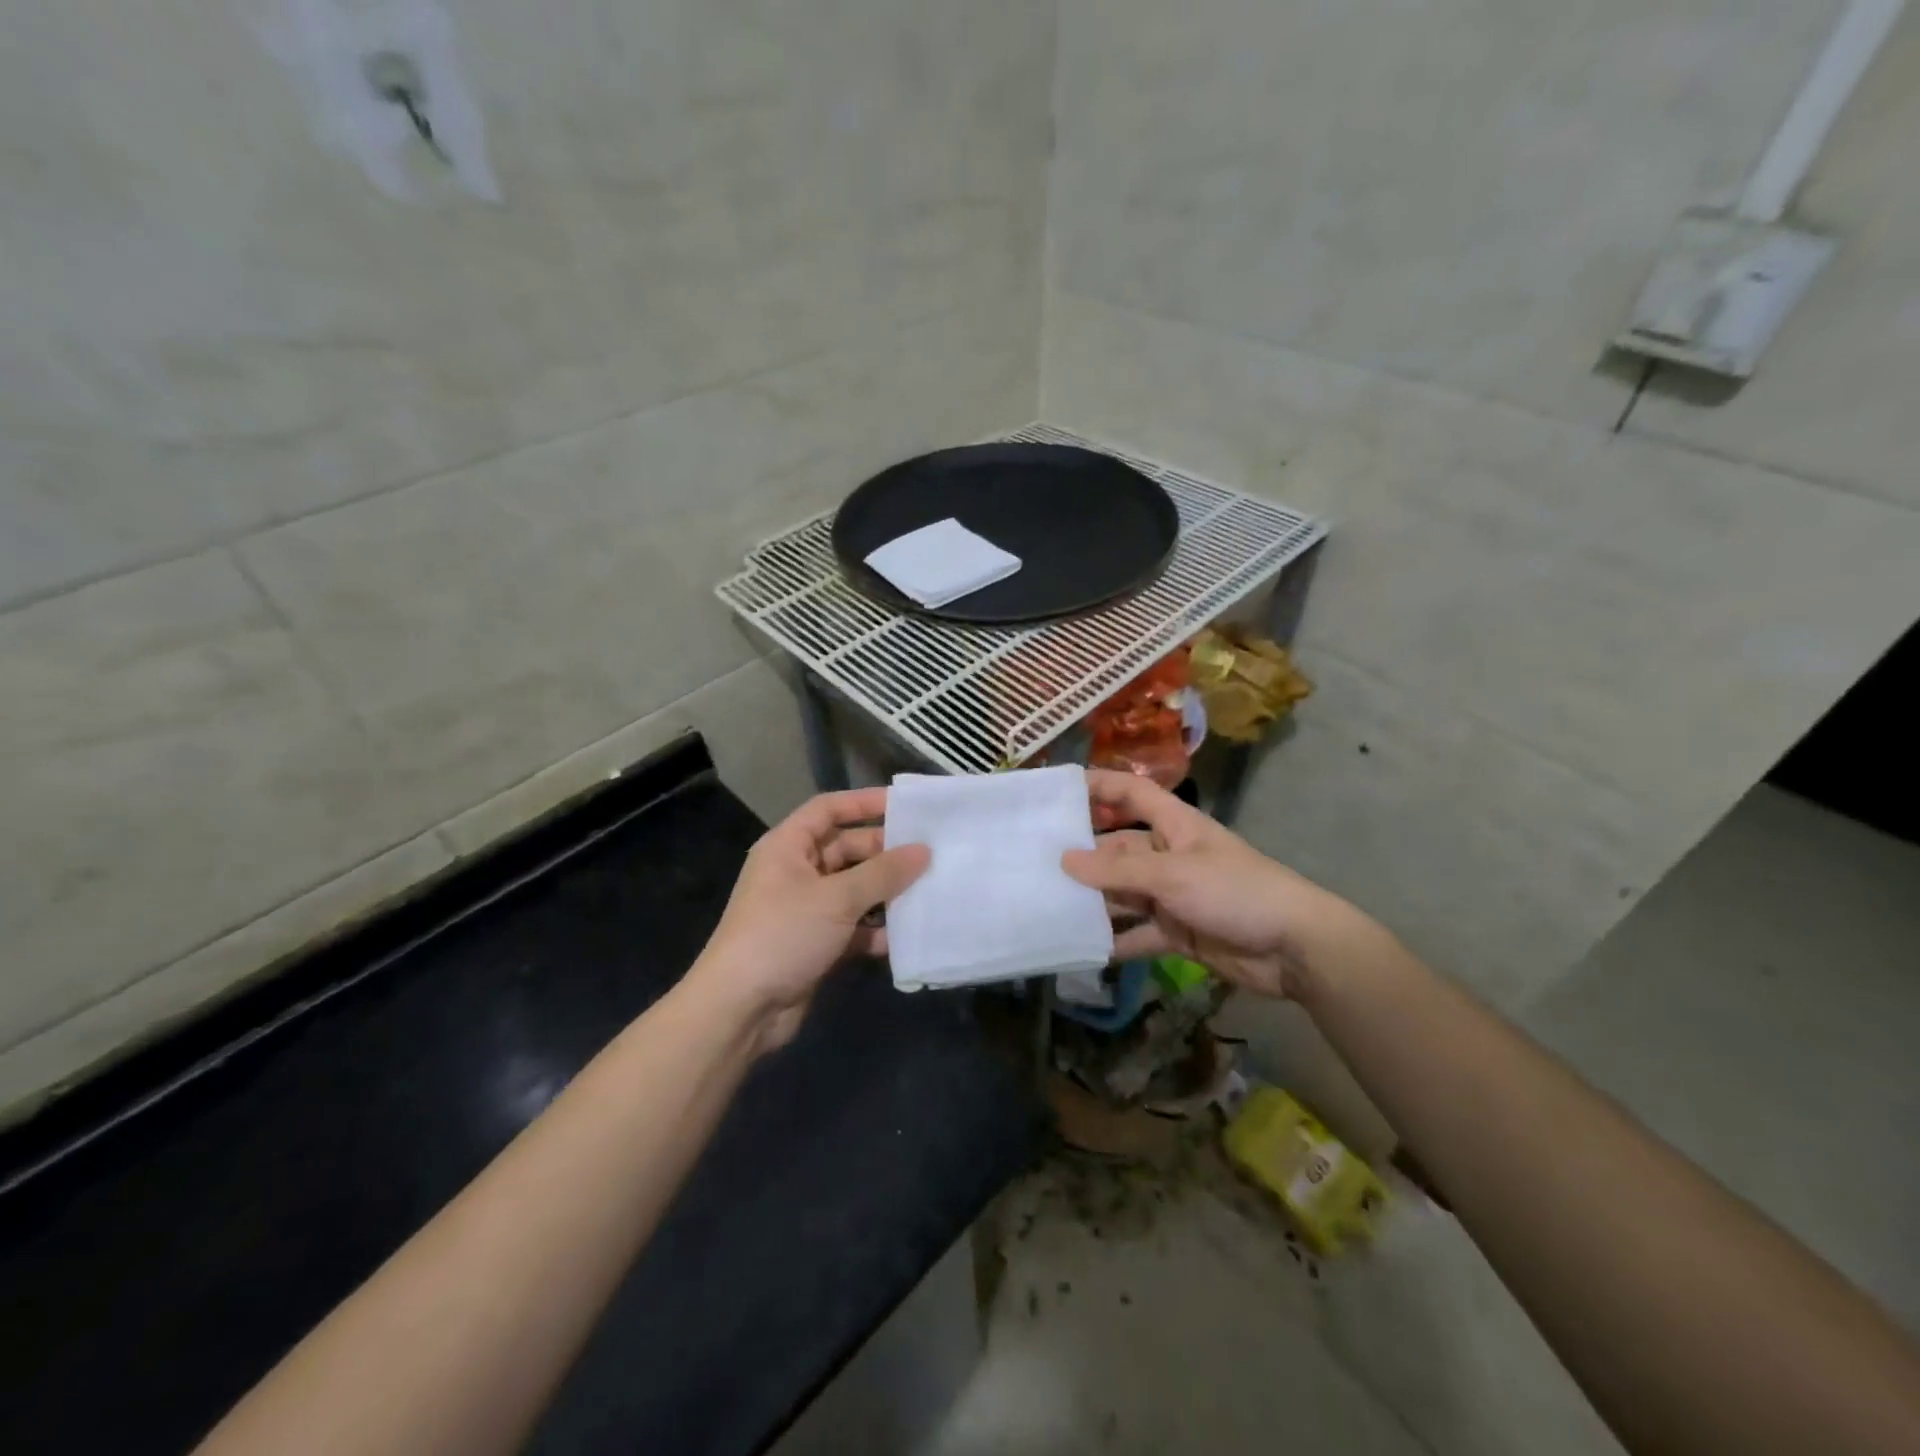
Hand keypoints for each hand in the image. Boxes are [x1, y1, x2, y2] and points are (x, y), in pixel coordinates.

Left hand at [694, 788, 929, 1049]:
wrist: (740, 1010)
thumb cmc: (783, 935)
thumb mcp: (836, 898)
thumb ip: (883, 873)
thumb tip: (924, 851)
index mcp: (788, 847)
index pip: (828, 809)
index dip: (864, 802)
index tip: (905, 805)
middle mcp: (796, 872)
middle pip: (847, 849)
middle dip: (885, 852)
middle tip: (930, 853)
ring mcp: (806, 910)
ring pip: (855, 890)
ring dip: (887, 893)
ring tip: (930, 889)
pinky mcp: (816, 944)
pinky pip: (854, 927)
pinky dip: (877, 930)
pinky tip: (909, 935)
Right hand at [1063, 769, 1380, 999]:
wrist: (1295, 949)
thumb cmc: (1235, 891)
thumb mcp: (1173, 875)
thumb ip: (1117, 872)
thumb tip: (1065, 861)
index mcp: (1174, 826)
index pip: (1132, 793)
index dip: (1099, 786)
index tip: (1058, 791)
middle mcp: (1169, 856)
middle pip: (1118, 849)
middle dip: (1083, 857)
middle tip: (1035, 865)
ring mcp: (1172, 895)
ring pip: (1122, 893)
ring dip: (1093, 902)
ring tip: (1047, 906)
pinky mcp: (1176, 931)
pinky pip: (1136, 933)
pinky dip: (1113, 940)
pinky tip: (1080, 947)